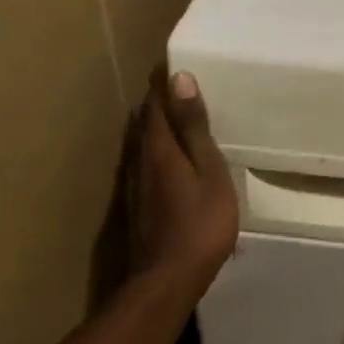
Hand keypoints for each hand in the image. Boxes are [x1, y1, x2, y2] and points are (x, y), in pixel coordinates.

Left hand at [129, 67, 238, 284]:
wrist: (167, 281)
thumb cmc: (200, 224)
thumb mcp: (209, 172)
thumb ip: (194, 128)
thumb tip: (179, 79)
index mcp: (159, 148)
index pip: (156, 104)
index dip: (162, 84)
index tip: (170, 63)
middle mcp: (139, 161)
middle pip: (144, 122)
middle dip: (157, 102)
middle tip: (173, 83)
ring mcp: (134, 186)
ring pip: (140, 144)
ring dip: (152, 125)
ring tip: (169, 113)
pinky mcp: (135, 206)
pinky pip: (142, 163)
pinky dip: (152, 150)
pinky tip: (163, 158)